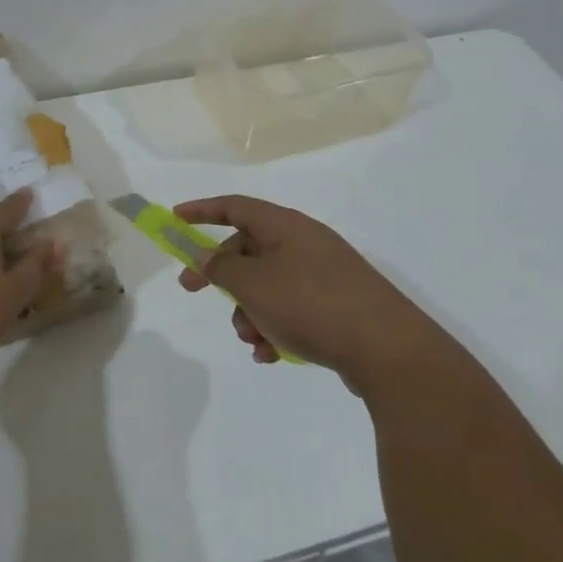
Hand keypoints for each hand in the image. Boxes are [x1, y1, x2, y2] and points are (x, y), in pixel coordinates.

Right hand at [175, 195, 453, 384]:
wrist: (387, 349)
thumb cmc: (310, 304)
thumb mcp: (253, 284)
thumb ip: (221, 267)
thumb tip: (205, 255)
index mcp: (285, 226)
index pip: (235, 206)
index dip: (202, 210)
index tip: (175, 220)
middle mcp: (305, 243)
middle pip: (249, 248)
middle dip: (222, 275)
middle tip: (193, 291)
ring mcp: (324, 275)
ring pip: (268, 285)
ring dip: (248, 310)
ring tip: (252, 339)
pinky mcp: (337, 306)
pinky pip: (292, 309)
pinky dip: (274, 327)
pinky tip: (271, 355)